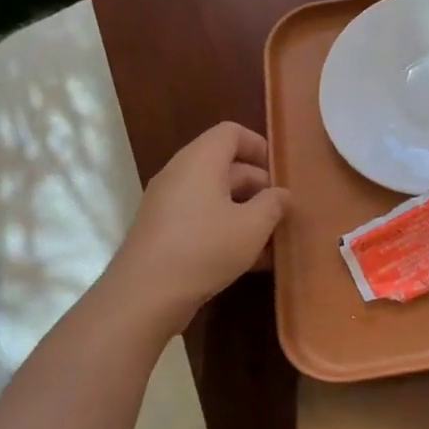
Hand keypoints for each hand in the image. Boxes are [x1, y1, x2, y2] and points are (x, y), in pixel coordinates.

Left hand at [111, 122, 288, 316]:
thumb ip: (273, 204)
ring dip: (246, 212)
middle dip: (258, 186)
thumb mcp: (253, 226)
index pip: (231, 132)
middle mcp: (180, 175)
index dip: (259, 146)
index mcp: (200, 161)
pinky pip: (202, 219)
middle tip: (283, 211)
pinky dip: (226, 229)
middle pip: (225, 165)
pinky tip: (250, 260)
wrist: (145, 296)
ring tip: (271, 239)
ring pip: (215, 196)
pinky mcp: (163, 232)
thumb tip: (281, 194)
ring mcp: (168, 204)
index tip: (280, 174)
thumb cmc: (205, 248)